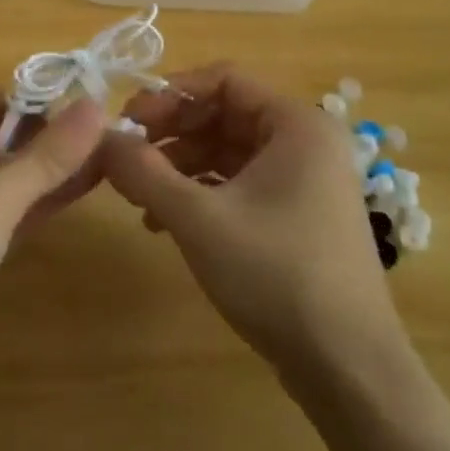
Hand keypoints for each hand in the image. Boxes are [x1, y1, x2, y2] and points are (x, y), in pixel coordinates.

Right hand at [102, 65, 407, 381]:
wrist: (349, 371)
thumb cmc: (276, 275)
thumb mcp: (198, 218)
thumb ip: (143, 172)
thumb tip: (100, 139)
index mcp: (296, 123)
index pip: (224, 79)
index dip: (171, 93)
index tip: (129, 118)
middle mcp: (305, 141)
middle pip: (224, 114)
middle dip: (172, 132)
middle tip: (127, 155)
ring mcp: (305, 180)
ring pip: (228, 151)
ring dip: (180, 166)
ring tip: (139, 195)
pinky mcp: (298, 215)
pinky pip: (240, 183)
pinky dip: (201, 193)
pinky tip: (164, 222)